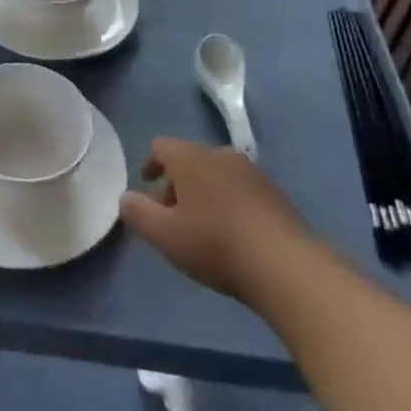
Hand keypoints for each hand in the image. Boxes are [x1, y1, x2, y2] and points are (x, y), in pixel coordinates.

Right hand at [120, 137, 310, 301]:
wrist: (284, 263)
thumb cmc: (214, 243)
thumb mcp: (164, 235)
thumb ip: (138, 213)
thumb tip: (126, 198)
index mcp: (190, 157)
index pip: (161, 146)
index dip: (150, 164)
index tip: (146, 186)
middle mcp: (221, 154)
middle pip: (190, 160)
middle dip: (177, 183)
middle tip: (171, 215)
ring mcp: (252, 171)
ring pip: (217, 174)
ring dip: (204, 193)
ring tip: (201, 227)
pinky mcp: (275, 193)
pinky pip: (241, 190)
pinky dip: (229, 203)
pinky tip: (232, 234)